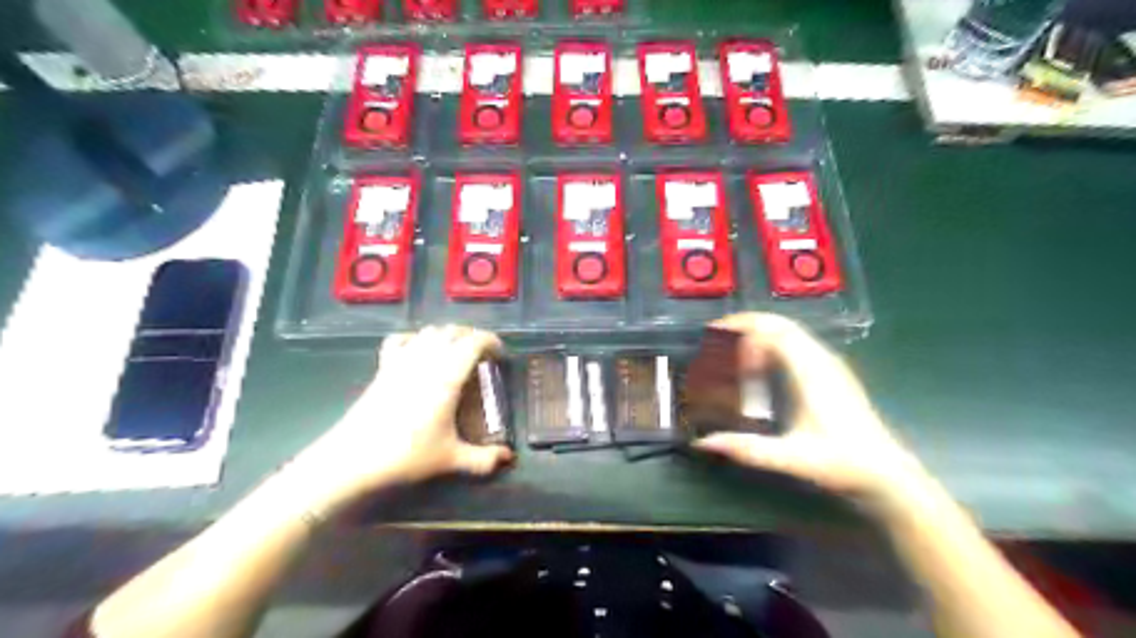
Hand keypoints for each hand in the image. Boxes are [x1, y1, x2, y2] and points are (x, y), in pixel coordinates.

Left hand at [287, 327, 517, 514]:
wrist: (352, 458)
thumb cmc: (406, 454)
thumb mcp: (450, 459)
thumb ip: (482, 459)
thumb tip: (507, 458)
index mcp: (447, 376)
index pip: (473, 342)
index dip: (491, 341)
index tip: (500, 354)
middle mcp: (426, 360)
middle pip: (452, 331)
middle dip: (471, 335)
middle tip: (482, 353)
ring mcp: (401, 361)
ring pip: (428, 332)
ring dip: (447, 335)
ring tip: (456, 351)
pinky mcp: (382, 368)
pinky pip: (400, 340)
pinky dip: (414, 339)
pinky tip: (418, 351)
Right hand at [693, 315, 921, 499]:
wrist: (887, 473)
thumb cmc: (842, 463)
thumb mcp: (791, 458)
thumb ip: (747, 449)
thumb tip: (703, 442)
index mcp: (812, 373)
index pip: (775, 332)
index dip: (742, 332)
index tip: (717, 345)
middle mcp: (821, 360)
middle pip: (780, 324)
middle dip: (745, 323)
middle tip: (715, 335)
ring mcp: (829, 364)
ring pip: (789, 331)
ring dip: (758, 331)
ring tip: (730, 346)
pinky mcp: (831, 372)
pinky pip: (796, 343)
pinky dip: (770, 343)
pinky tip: (757, 366)